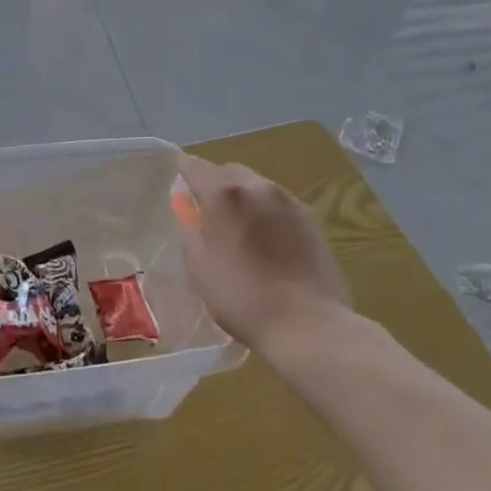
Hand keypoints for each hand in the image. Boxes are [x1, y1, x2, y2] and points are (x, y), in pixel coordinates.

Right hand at [176, 154, 350, 350]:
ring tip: (241, 228)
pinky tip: (268, 240)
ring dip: (243, 198)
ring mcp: (288, 201)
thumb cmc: (243, 297)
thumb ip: (190, 231)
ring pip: (256, 185)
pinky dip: (266, 212)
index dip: (182, 173)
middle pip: (228, 171)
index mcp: (223, 194)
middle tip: (209, 212)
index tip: (179, 189)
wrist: (309, 325)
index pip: (193, 165)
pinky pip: (278, 204)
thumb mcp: (199, 267)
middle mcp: (257, 186)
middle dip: (215, 184)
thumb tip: (191, 215)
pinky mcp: (311, 219)